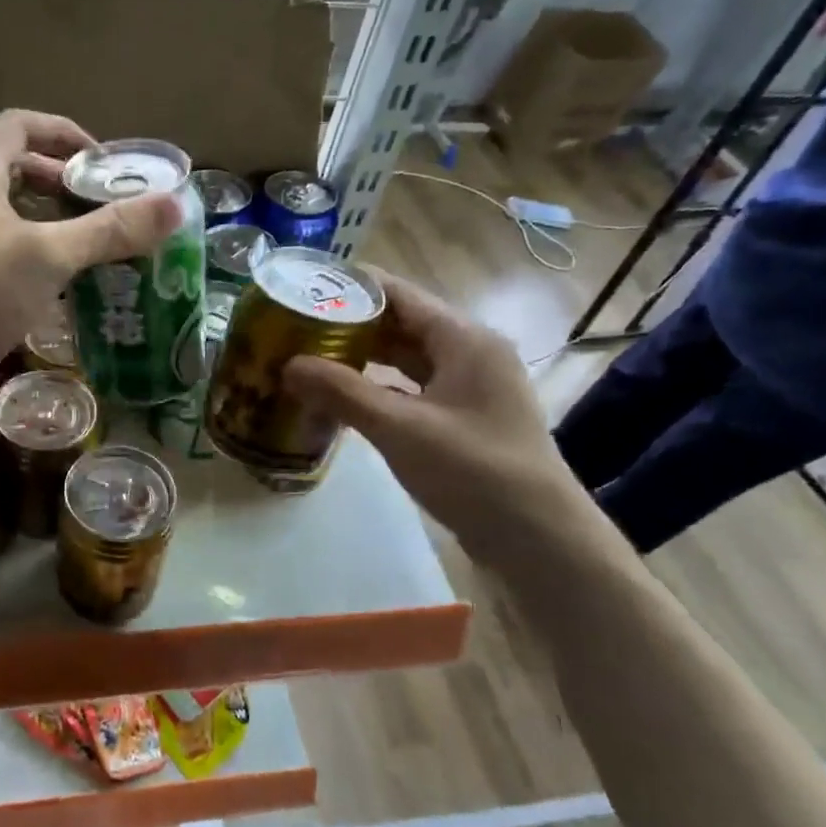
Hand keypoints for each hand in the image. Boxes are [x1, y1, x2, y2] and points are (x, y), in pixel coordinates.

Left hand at [0, 110, 180, 406]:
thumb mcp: (49, 255)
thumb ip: (110, 229)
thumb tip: (173, 205)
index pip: (21, 126)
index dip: (64, 133)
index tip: (102, 163)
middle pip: (20, 167)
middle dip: (66, 180)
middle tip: (108, 203)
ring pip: (17, 211)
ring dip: (58, 218)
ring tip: (100, 238)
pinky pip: (13, 247)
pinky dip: (44, 251)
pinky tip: (73, 277)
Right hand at [283, 270, 594, 561]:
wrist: (538, 538)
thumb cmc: (473, 470)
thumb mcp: (399, 428)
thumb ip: (342, 392)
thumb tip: (288, 365)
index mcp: (464, 339)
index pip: (399, 294)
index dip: (351, 288)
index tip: (303, 287)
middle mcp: (469, 353)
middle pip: (401, 325)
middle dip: (349, 325)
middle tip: (295, 327)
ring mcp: (469, 388)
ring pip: (405, 360)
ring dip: (362, 359)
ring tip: (310, 358)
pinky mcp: (463, 419)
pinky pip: (412, 390)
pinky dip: (378, 390)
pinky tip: (342, 399)